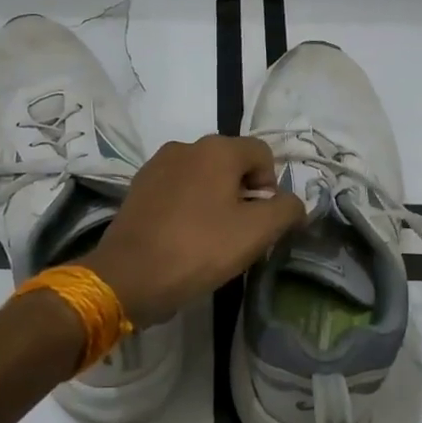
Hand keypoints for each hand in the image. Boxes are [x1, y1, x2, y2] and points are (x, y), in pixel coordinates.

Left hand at [86, 136, 305, 325]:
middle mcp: (186, 146)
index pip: (262, 154)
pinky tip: (184, 237)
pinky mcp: (139, 188)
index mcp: (217, 148)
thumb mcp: (257, 232)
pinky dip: (188, 207)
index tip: (262, 221)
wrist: (129, 276)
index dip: (271, 187)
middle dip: (243, 194)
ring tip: (211, 238)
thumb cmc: (199, 249)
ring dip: (215, 201)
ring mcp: (157, 165)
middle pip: (231, 164)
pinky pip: (177, 190)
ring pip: (203, 178)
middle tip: (240, 233)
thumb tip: (293, 203)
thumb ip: (286, 210)